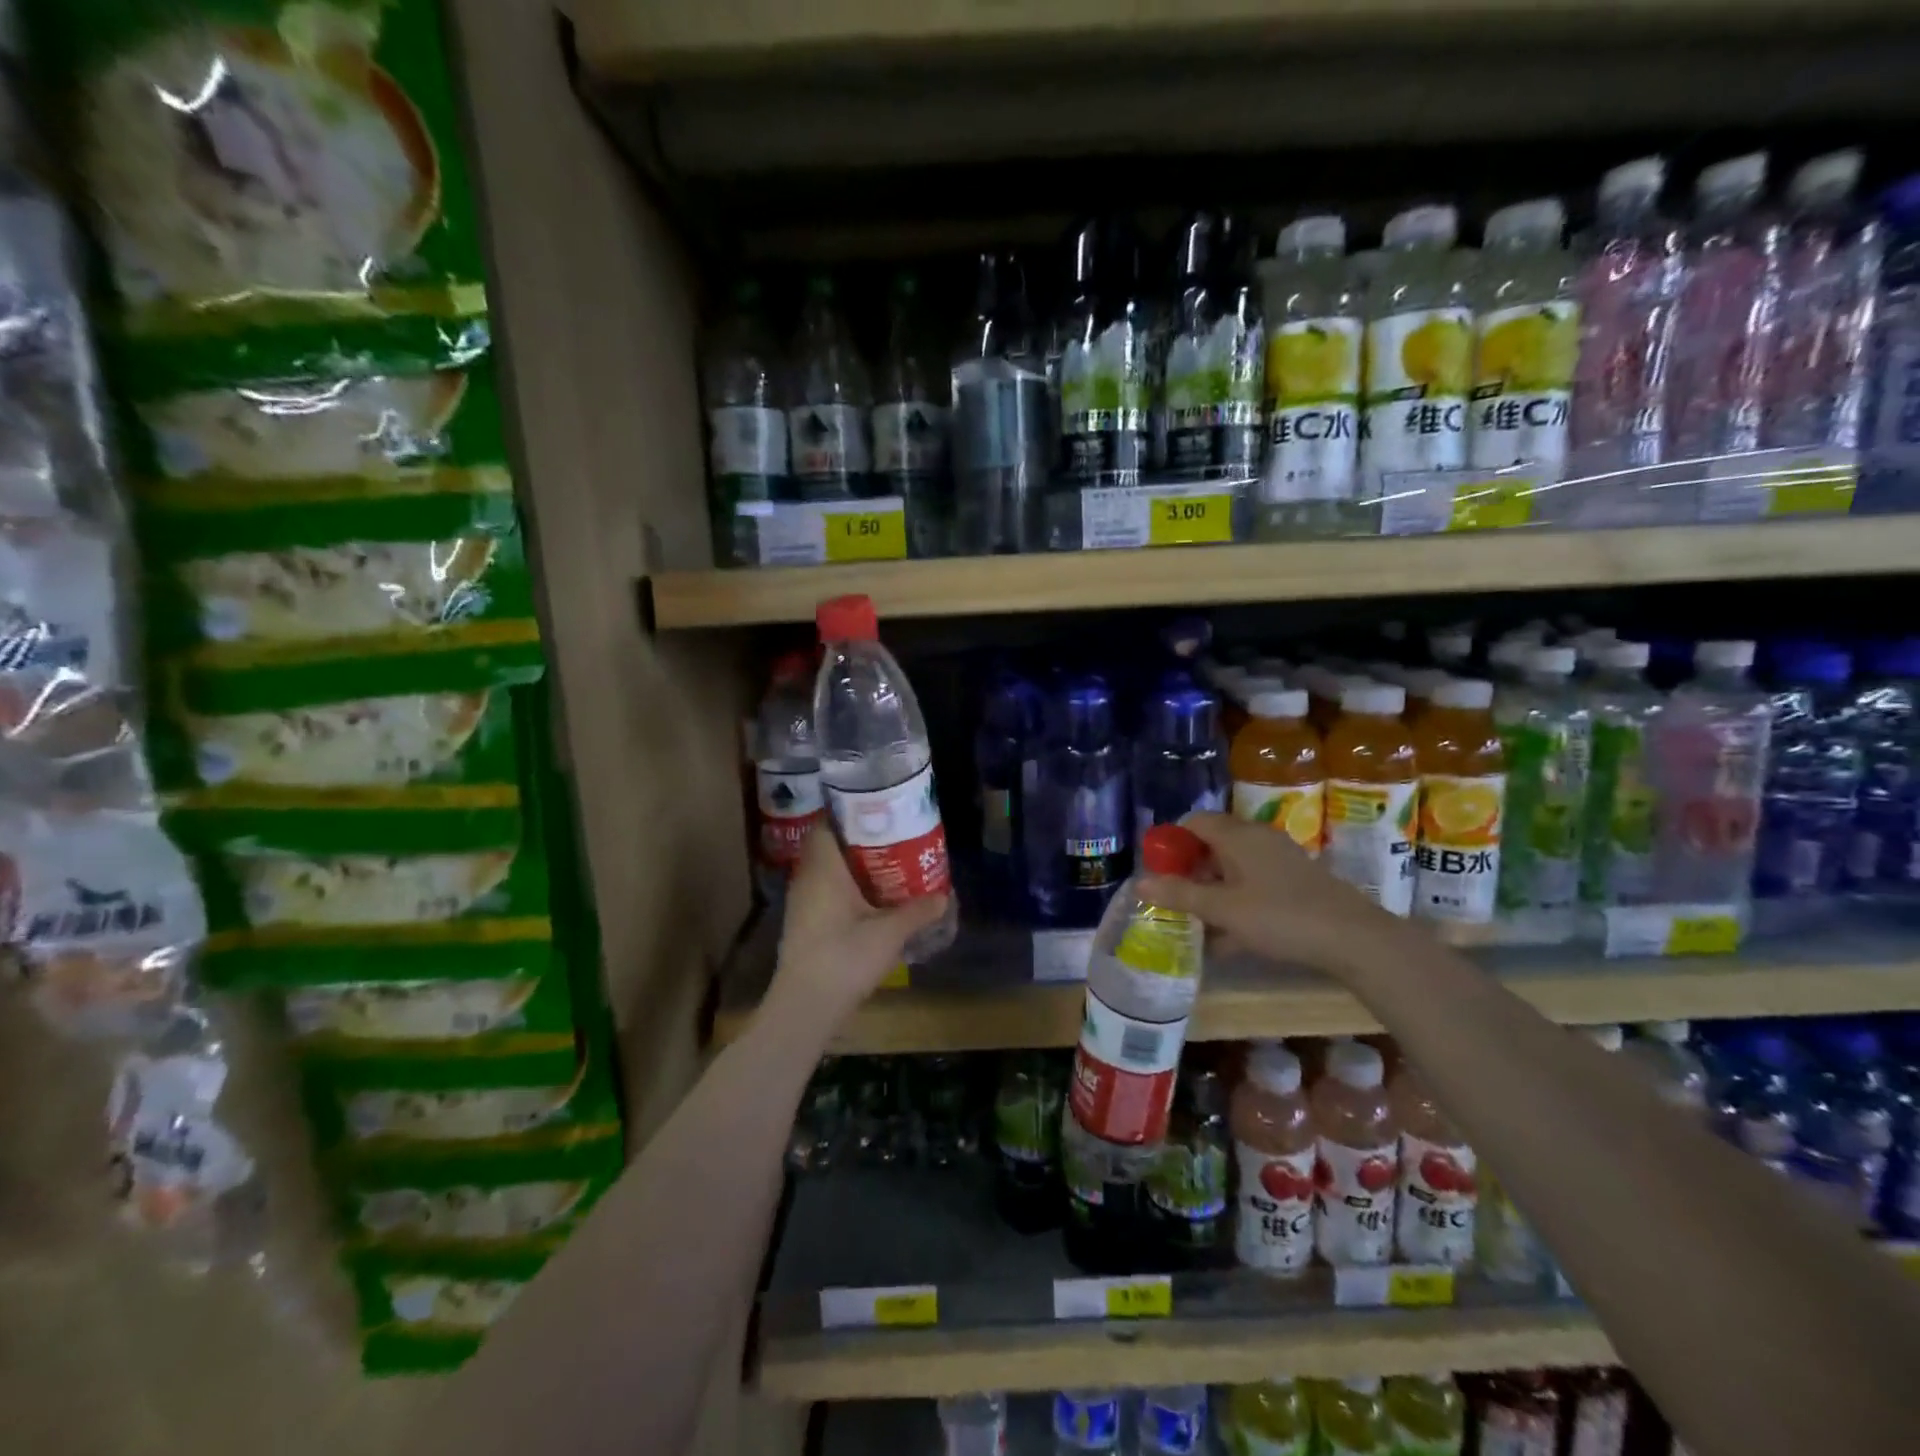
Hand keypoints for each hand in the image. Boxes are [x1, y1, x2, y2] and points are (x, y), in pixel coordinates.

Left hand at [769, 828, 949, 1023]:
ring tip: (890, 866)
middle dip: (860, 841)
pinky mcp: (804, 924)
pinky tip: (872, 900)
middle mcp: (807, 878)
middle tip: (894, 839)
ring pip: (828, 871)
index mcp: (823, 868)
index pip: (828, 824)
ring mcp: (802, 902)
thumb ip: (917, 911)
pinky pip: (826, 892)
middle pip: (830, 847)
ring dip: (854, 867)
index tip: (880, 814)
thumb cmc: (845, 958)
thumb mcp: (889, 933)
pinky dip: (847, 889)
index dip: (851, 815)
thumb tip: (944, 895)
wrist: (806, 1006)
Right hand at [1135, 811, 1406, 979]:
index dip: (1172, 841)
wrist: (1355, 939)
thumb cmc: (1280, 916)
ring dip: (1212, 891)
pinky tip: (1228, 938)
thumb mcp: (1223, 909)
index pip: (1195, 822)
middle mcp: (1258, 839)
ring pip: (1234, 868)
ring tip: (1196, 923)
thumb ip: (1181, 895)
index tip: (1157, 869)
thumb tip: (1140, 883)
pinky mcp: (1296, 883)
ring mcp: (1280, 861)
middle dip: (1190, 870)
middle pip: (1213, 844)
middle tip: (1173, 898)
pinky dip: (1236, 902)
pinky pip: (1254, 885)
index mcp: (1238, 836)